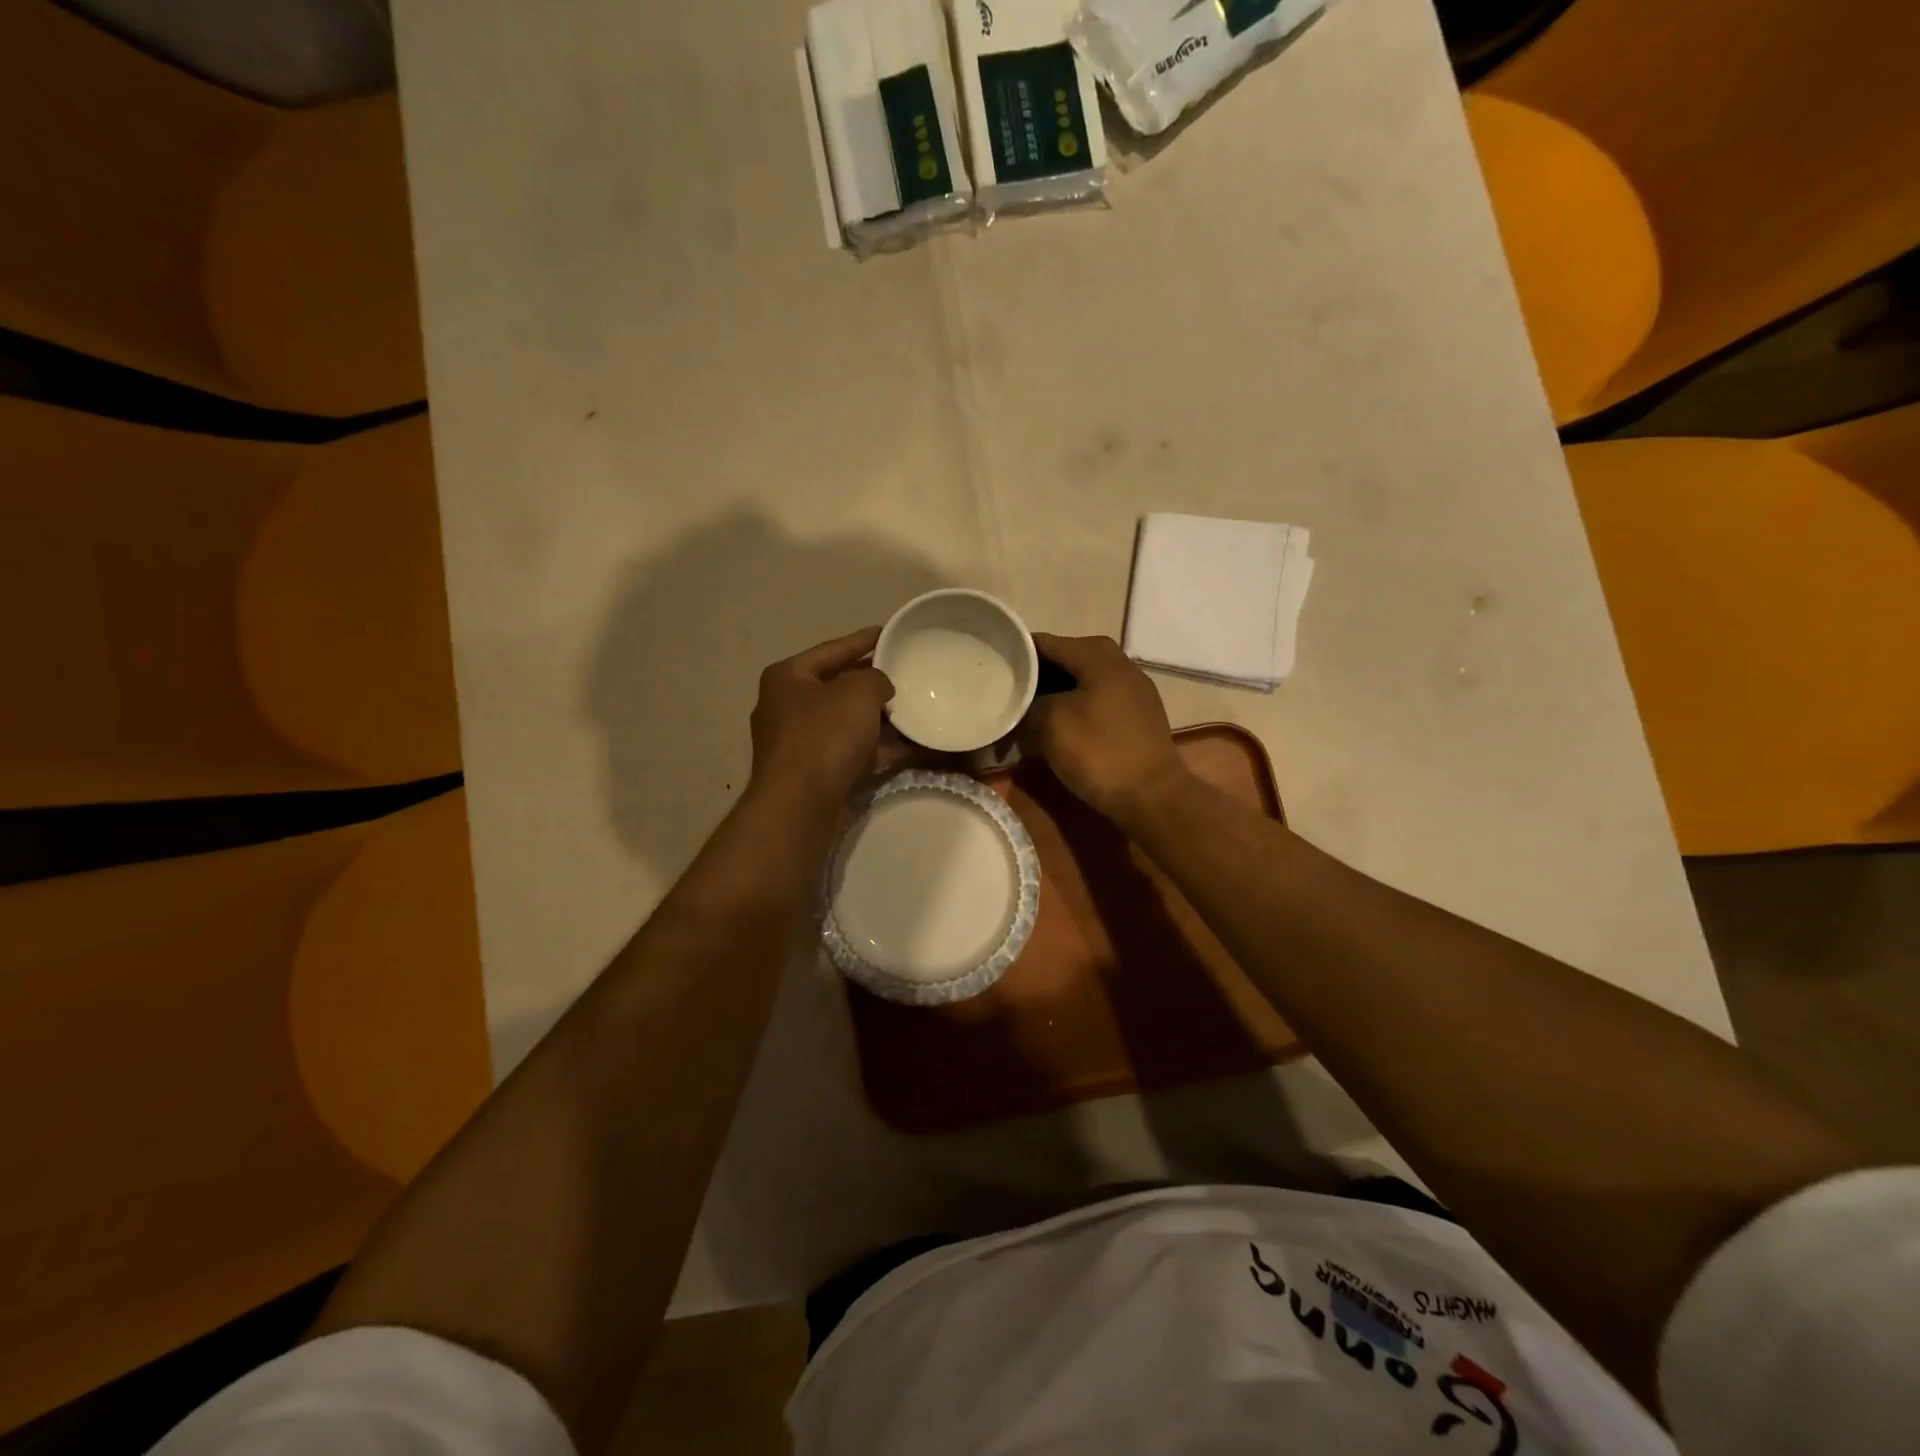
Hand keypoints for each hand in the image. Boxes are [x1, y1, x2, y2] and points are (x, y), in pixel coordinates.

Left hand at [748, 627, 896, 807]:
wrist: (801, 803)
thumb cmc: (825, 735)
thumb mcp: (858, 692)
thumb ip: (876, 678)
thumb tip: (879, 687)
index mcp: (788, 677)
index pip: (833, 649)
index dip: (864, 639)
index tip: (889, 632)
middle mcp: (788, 706)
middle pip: (838, 686)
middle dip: (873, 683)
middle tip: (906, 673)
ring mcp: (799, 742)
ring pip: (847, 721)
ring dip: (879, 718)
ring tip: (915, 709)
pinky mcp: (814, 771)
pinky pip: (851, 751)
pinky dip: (877, 747)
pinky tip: (910, 746)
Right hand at [1022, 633, 1190, 825]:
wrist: (1152, 796)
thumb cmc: (1098, 752)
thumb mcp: (1051, 722)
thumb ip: (1031, 701)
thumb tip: (1027, 703)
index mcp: (1098, 656)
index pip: (1046, 643)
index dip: (1018, 653)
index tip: (993, 666)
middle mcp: (1120, 664)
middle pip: (1066, 659)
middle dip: (1037, 675)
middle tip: (1009, 691)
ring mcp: (1133, 690)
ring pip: (1083, 680)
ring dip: (1055, 693)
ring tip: (1028, 711)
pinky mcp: (1137, 716)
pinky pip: (1097, 700)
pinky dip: (1075, 707)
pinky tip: (1058, 726)